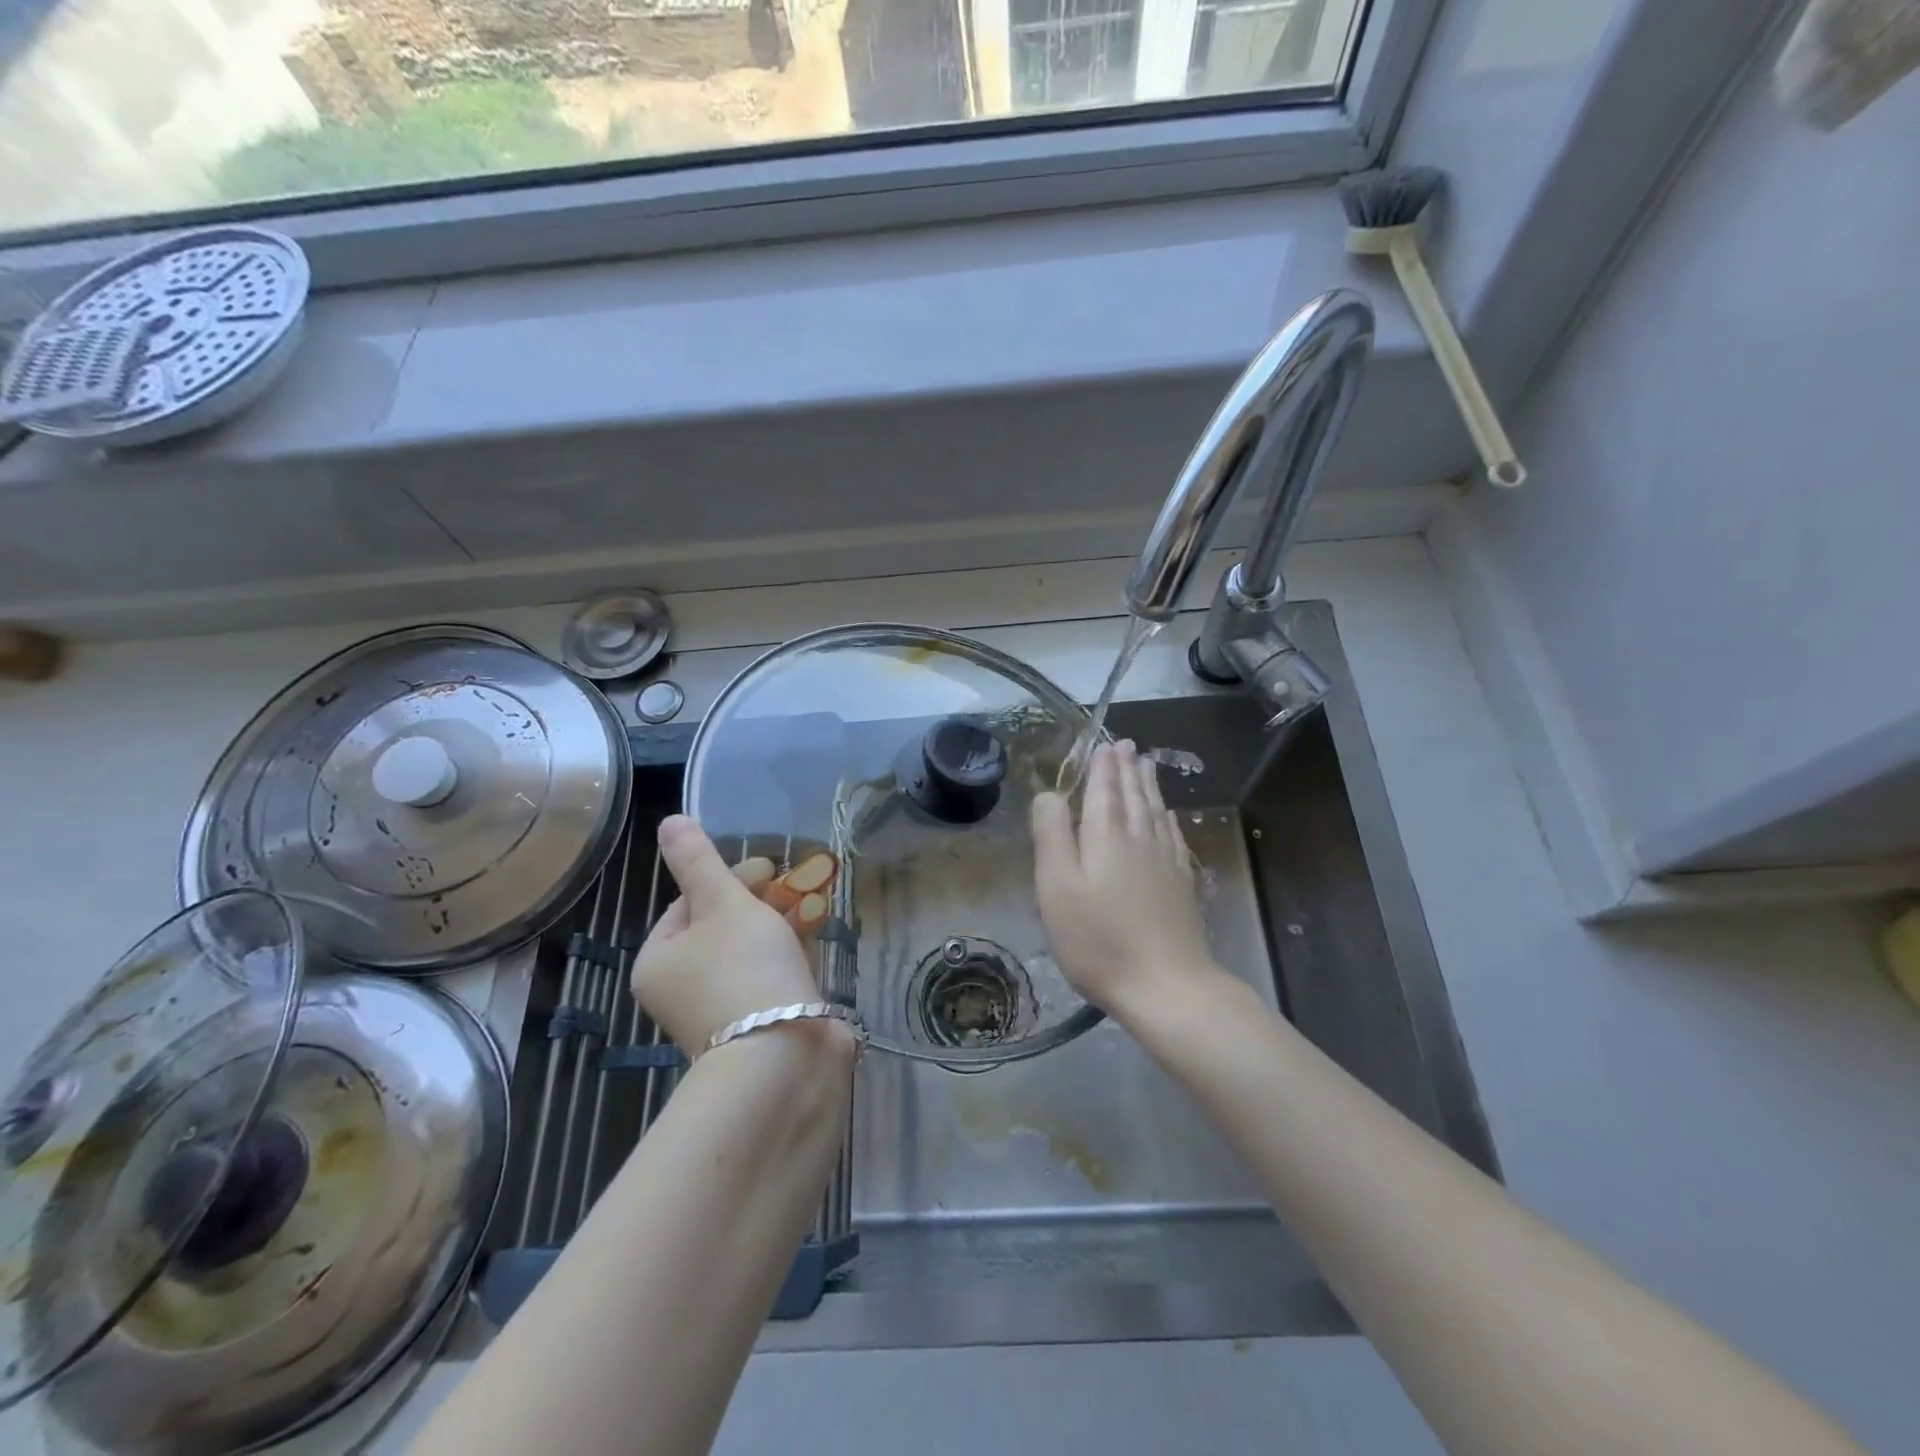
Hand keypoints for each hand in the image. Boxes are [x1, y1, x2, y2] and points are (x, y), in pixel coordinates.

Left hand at [631, 816, 822, 1052]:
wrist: (781, 1058)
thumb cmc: (744, 970)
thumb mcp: (722, 903)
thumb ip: (699, 861)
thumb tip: (668, 820)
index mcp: (660, 961)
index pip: (688, 903)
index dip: (728, 878)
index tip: (769, 867)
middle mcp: (683, 988)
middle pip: (721, 926)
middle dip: (760, 900)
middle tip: (795, 883)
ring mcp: (721, 1009)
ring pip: (749, 951)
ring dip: (779, 923)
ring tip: (813, 903)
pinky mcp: (758, 1022)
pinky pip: (770, 975)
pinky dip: (789, 952)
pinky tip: (815, 936)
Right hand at [1031, 740, 1220, 1020]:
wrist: (1165, 985)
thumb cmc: (1098, 938)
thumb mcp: (1057, 886)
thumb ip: (1052, 834)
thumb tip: (1050, 794)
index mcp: (1107, 835)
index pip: (1105, 789)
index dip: (1103, 766)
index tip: (1105, 744)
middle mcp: (1140, 838)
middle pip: (1134, 795)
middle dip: (1127, 768)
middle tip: (1127, 745)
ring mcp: (1165, 861)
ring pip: (1155, 811)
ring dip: (1149, 785)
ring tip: (1147, 766)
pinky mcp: (1181, 884)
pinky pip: (1172, 835)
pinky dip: (1167, 817)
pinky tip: (1167, 816)